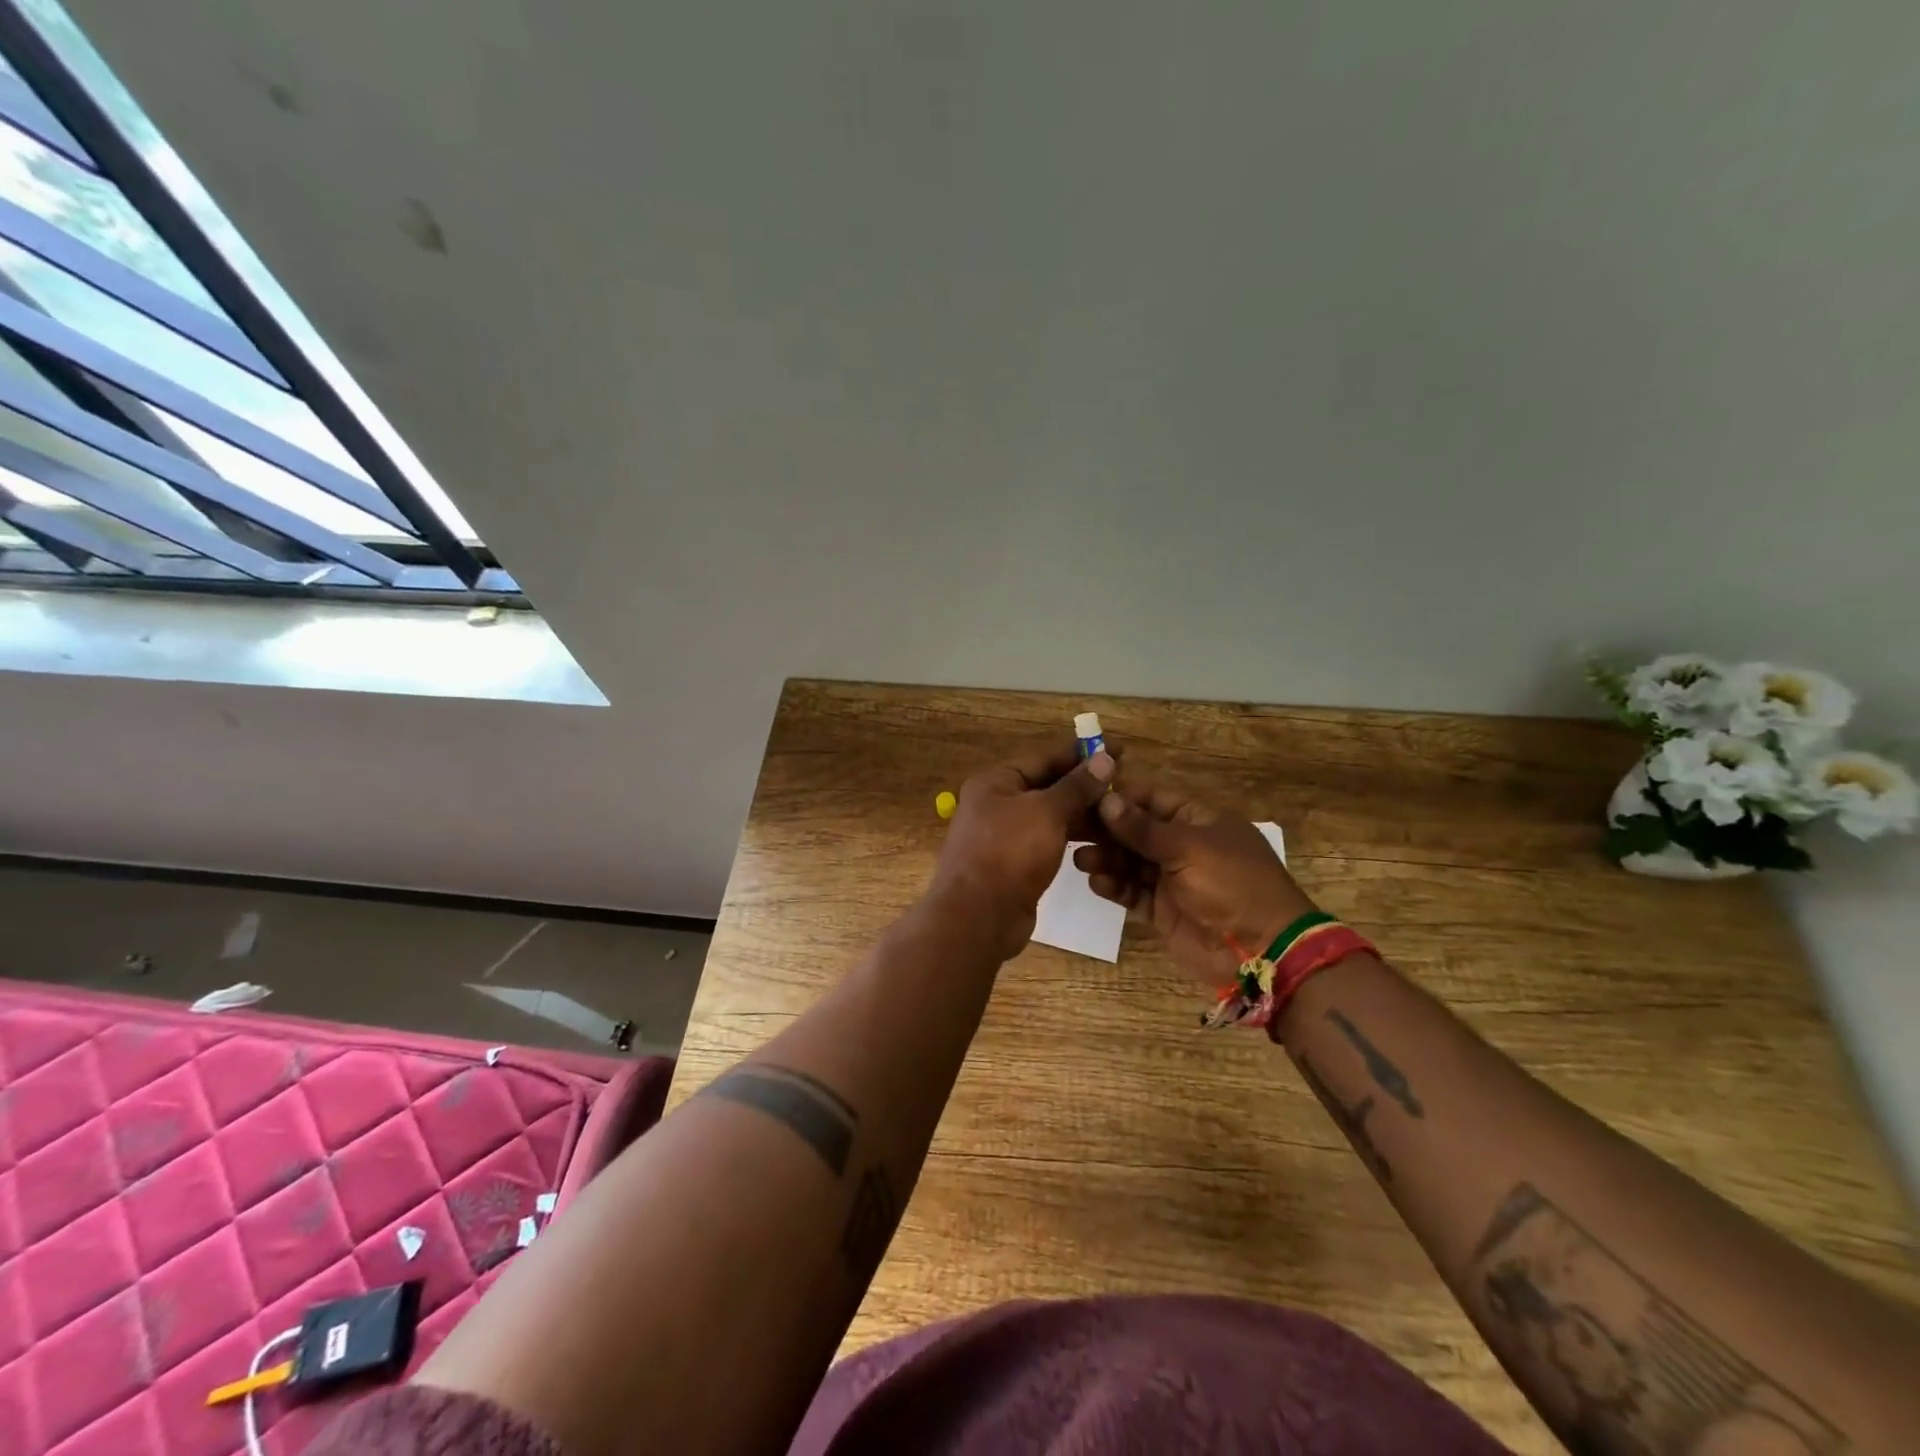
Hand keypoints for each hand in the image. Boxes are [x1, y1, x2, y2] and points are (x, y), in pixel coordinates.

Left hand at [929, 737, 1115, 959]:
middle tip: (1127, 785)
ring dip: (1083, 815)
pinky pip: (1048, 842)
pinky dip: (1071, 838)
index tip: (1119, 749)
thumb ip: (1077, 786)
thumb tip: (1104, 758)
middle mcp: (996, 804)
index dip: (1082, 754)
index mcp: (996, 781)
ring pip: (1050, 817)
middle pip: (1047, 787)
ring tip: (1122, 814)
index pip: (1045, 758)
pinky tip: (1101, 842)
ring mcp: (1004, 836)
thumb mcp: (1047, 812)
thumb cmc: (1009, 852)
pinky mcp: (1015, 864)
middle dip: (1085, 787)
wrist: (978, 916)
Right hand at [1072, 771, 1317, 985]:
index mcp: (1197, 820)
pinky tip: (1096, 881)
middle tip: (1069, 828)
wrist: (1263, 950)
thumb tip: (1104, 799)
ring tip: (1080, 859)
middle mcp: (1182, 845)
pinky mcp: (1163, 910)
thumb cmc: (1232, 884)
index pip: (1150, 798)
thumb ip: (1142, 827)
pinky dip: (1114, 886)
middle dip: (1104, 829)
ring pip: (1129, 861)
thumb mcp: (1188, 847)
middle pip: (1135, 830)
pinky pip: (1132, 892)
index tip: (1081, 793)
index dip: (1118, 795)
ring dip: (1105, 858)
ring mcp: (1172, 879)